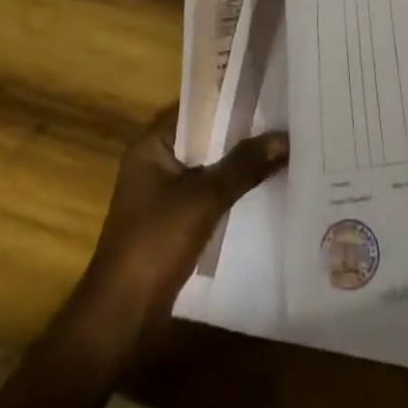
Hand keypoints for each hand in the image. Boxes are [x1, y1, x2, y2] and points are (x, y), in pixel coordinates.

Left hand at [73, 105, 287, 343]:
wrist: (122, 318)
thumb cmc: (154, 243)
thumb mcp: (204, 198)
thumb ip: (243, 165)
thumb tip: (285, 136)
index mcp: (151, 144)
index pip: (197, 106)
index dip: (231, 97)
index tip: (269, 89)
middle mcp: (155, 161)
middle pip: (205, 136)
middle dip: (241, 131)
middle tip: (284, 117)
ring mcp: (163, 193)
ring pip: (208, 165)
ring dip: (238, 162)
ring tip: (282, 147)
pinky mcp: (173, 221)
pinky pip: (208, 192)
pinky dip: (231, 188)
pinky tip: (264, 186)